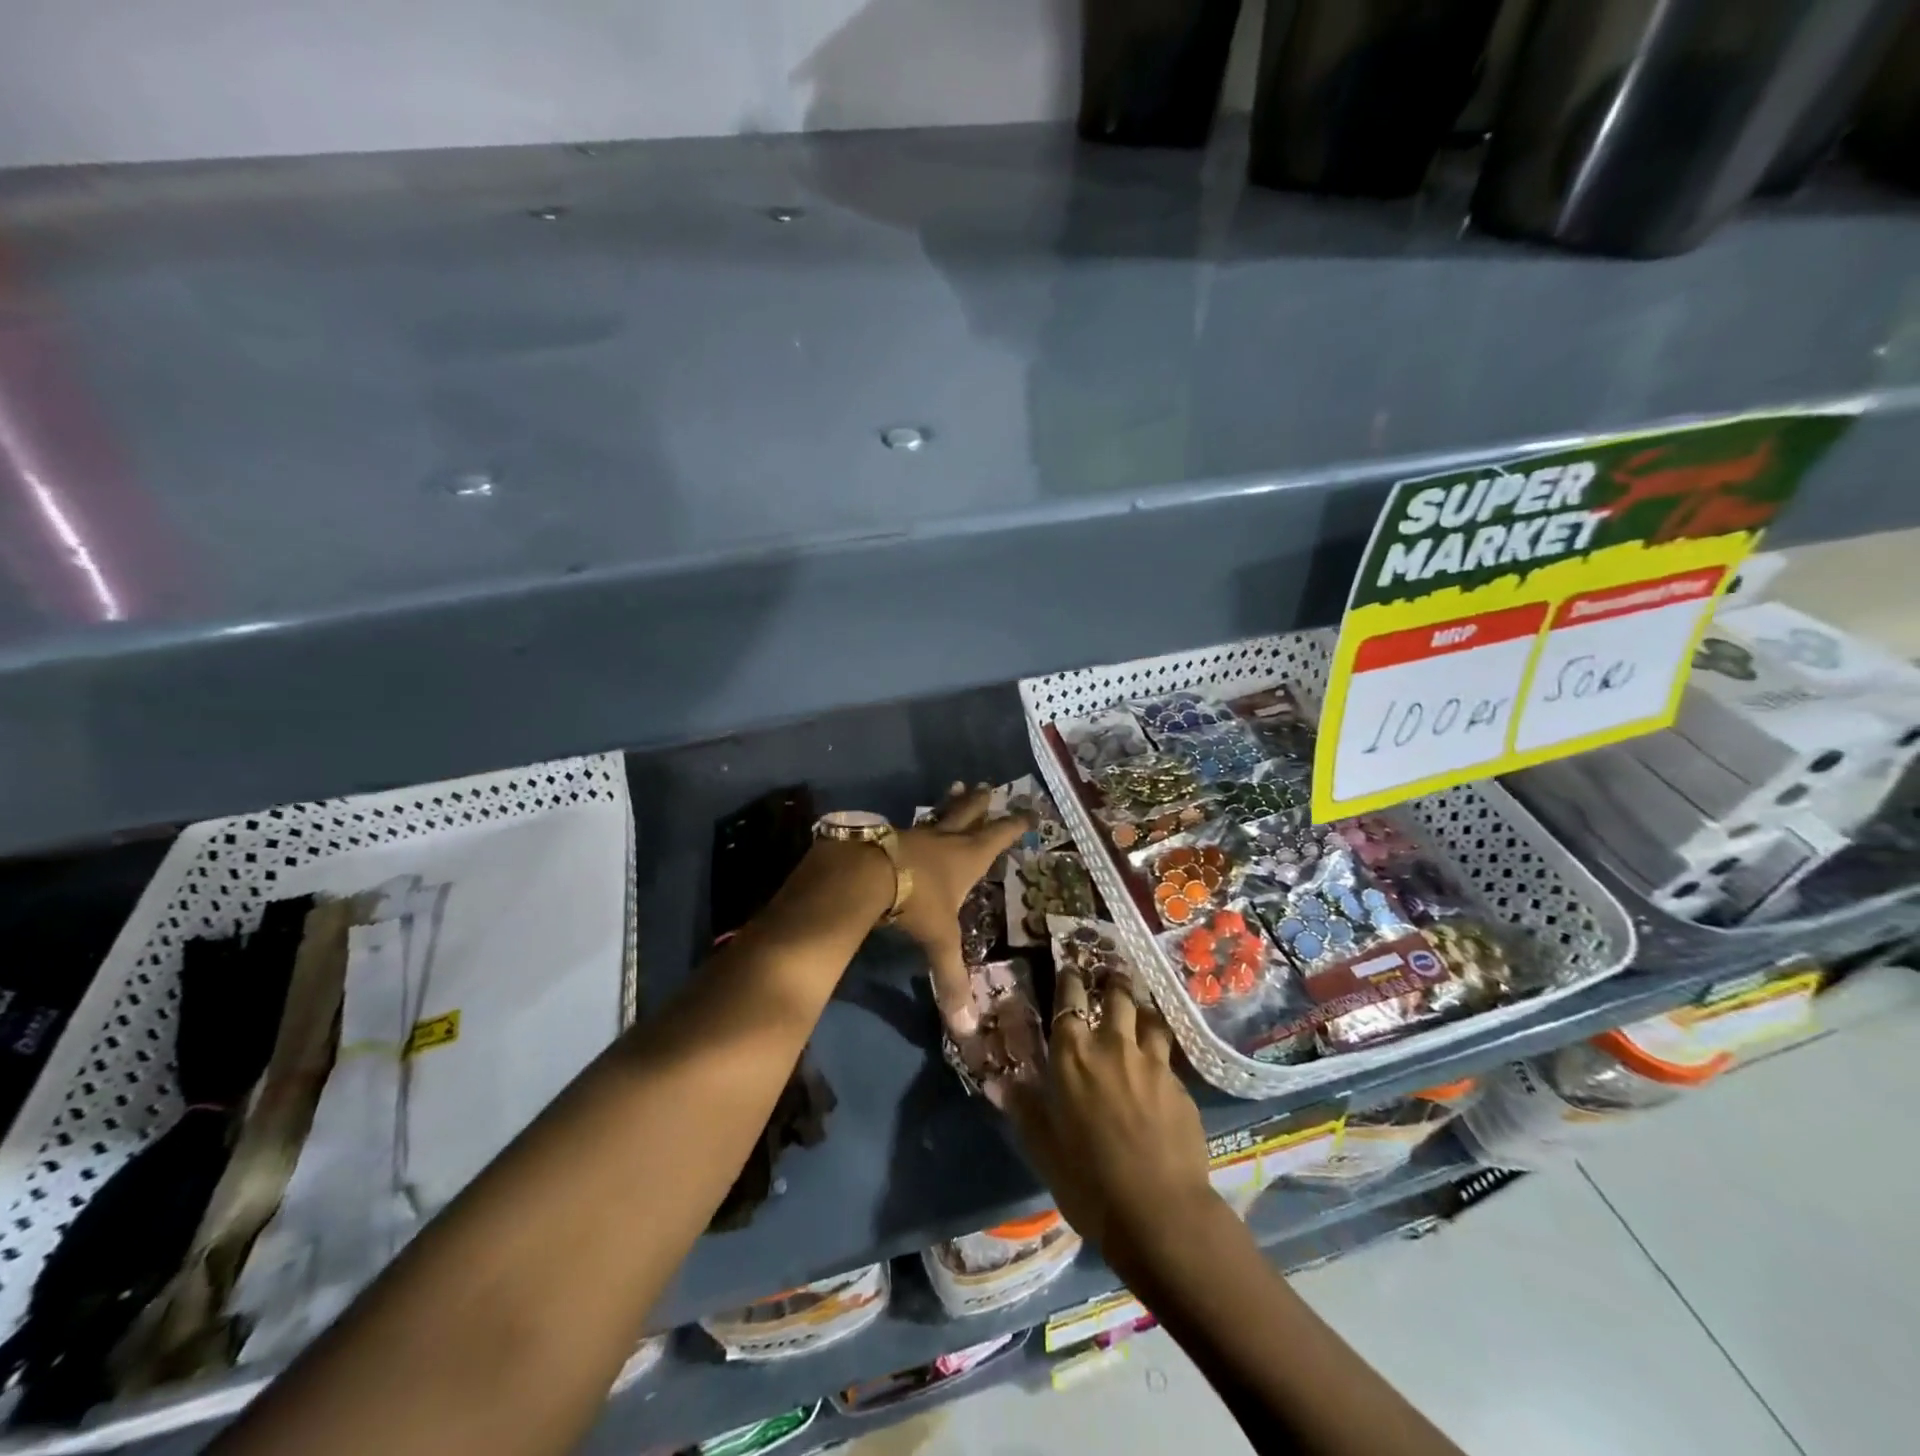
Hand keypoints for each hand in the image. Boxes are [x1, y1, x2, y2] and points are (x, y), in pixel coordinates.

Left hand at [894, 783, 1033, 1036]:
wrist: (866, 874)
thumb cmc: (915, 901)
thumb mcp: (939, 939)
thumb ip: (952, 979)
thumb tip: (966, 1027)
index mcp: (967, 858)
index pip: (998, 837)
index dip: (1015, 826)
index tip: (1028, 812)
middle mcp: (945, 840)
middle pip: (968, 814)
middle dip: (980, 803)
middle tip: (988, 786)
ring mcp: (916, 835)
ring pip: (938, 814)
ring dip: (950, 803)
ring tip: (956, 787)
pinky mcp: (889, 836)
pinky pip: (909, 827)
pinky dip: (917, 825)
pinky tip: (909, 826)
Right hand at [991, 966, 1220, 1268]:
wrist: (1159, 1212)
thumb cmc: (1088, 1181)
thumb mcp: (1043, 1147)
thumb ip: (1025, 1108)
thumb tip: (1003, 1080)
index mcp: (1073, 1056)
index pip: (1069, 1000)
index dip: (1070, 980)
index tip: (1070, 967)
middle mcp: (1113, 1046)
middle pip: (1116, 997)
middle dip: (1112, 982)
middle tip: (1111, 975)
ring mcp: (1152, 1063)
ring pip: (1149, 1018)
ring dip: (1141, 1009)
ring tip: (1140, 1006)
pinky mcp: (1180, 1085)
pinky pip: (1168, 1054)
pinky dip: (1160, 1047)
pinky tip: (1160, 1058)